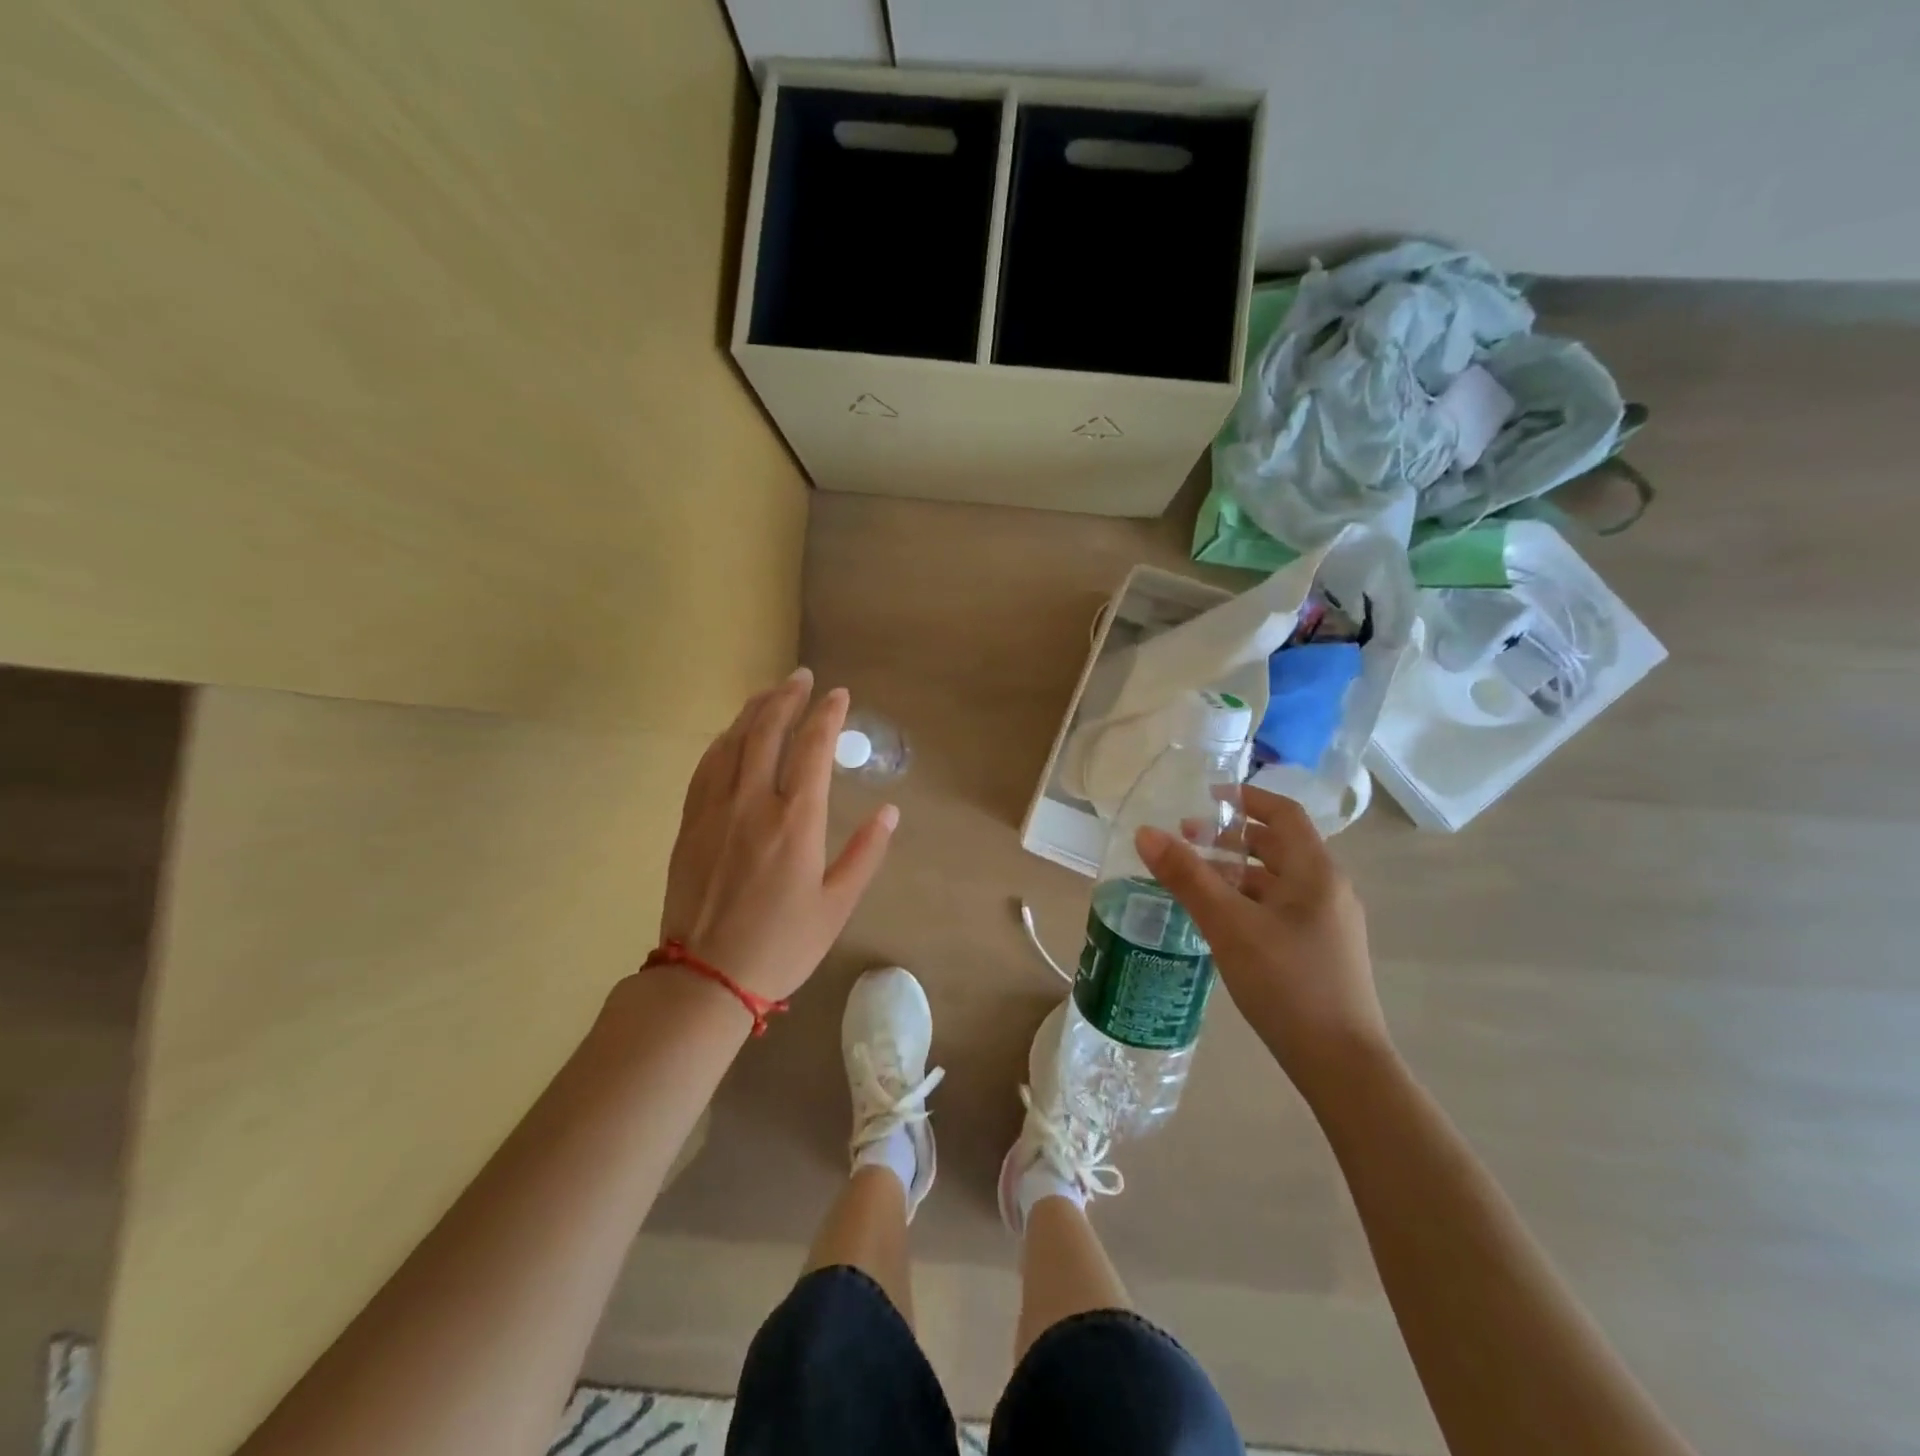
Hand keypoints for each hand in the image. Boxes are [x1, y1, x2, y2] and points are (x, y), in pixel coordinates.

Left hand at [658, 669, 897, 1002]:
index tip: (839, 695)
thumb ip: (865, 854)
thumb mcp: (836, 906)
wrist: (705, 978)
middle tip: (801, 676)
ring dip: (753, 711)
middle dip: (787, 698)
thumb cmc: (781, 945)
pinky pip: (706, 767)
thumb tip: (891, 811)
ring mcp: (715, 810)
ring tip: (769, 692)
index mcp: (795, 822)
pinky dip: (723, 741)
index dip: (827, 715)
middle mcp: (753, 803)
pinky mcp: (690, 824)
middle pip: (768, 732)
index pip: (813, 749)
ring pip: (733, 743)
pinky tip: (731, 734)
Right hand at [1135, 786, 1388, 1098]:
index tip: (1206, 796)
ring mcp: (1327, 923)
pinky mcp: (1320, 951)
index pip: (1284, 814)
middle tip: (1186, 840)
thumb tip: (1146, 833)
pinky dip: (1247, 900)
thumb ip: (1187, 877)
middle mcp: (1328, 889)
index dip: (1247, 797)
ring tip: (1193, 879)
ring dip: (1237, 872)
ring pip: (1277, 881)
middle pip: (1279, 846)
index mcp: (1316, 872)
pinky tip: (1219, 920)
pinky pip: (1280, 908)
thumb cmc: (1287, 983)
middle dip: (1232, 838)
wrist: (1342, 1064)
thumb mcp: (1229, 925)